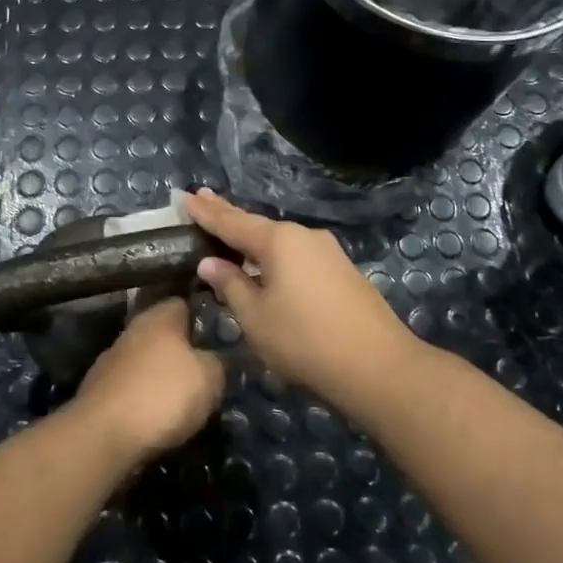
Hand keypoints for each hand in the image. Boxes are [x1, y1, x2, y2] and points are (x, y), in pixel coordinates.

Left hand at [72, 297, 225, 465]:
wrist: (102, 436)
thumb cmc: (162, 395)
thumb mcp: (210, 377)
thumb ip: (218, 360)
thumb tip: (216, 357)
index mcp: (159, 316)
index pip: (185, 303)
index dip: (205, 318)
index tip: (222, 337)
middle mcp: (133, 329)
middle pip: (165, 333)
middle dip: (184, 350)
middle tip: (209, 371)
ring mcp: (112, 359)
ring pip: (148, 360)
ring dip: (163, 375)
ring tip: (186, 398)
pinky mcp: (100, 389)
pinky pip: (133, 385)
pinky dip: (146, 396)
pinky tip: (159, 415)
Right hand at [183, 188, 415, 400]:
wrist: (377, 366)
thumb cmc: (304, 340)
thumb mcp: (255, 317)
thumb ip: (231, 285)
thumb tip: (211, 262)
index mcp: (279, 241)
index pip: (232, 222)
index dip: (206, 212)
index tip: (185, 197)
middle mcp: (304, 236)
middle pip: (257, 225)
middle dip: (228, 215)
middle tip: (202, 199)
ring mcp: (328, 252)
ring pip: (279, 241)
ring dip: (252, 238)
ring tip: (228, 231)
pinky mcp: (341, 271)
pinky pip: (297, 255)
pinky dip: (274, 255)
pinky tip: (265, 262)